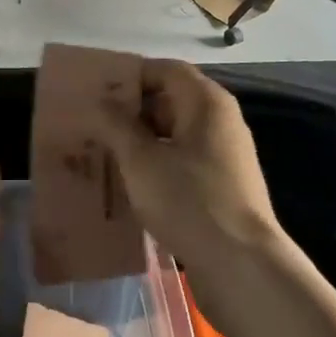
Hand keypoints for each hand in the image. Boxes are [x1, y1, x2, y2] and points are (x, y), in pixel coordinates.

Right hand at [89, 60, 286, 290]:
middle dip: (132, 110)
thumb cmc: (189, 200)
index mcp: (206, 102)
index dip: (131, 74)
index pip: (165, 69)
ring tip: (104, 152)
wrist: (242, 267)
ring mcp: (224, 155)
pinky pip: (183, 161)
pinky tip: (130, 182)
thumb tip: (101, 101)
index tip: (97, 90)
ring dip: (141, 140)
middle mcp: (220, 120)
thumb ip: (117, 125)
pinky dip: (157, 164)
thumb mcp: (141, 160)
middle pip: (171, 100)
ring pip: (175, 134)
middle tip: (94, 122)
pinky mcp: (222, 186)